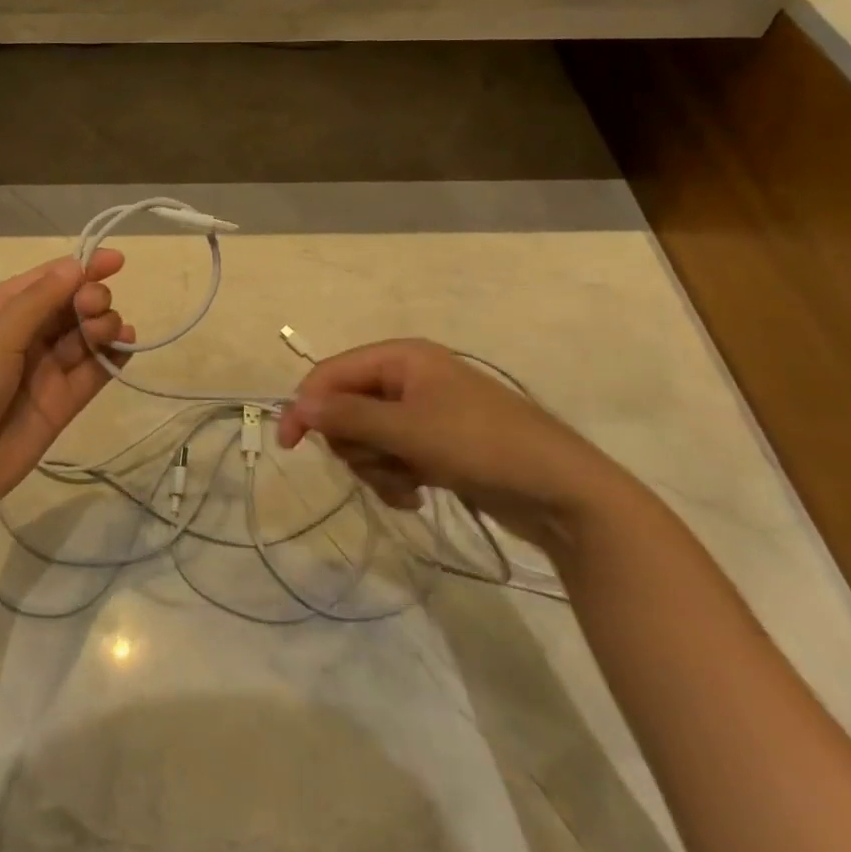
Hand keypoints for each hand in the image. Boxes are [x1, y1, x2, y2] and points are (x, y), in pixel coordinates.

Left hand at [0, 252, 133, 522]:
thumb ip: (38, 302)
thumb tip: (76, 265)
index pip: (48, 279)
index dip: (82, 267)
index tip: (117, 261)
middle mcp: (25, 335)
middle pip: (72, 304)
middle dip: (91, 298)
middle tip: (93, 309)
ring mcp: (47, 369)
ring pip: (87, 334)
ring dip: (104, 324)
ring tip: (106, 332)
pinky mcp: (65, 401)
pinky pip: (96, 369)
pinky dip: (115, 355)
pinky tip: (126, 345)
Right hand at [276, 338, 630, 553]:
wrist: (561, 491)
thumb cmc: (481, 445)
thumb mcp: (410, 429)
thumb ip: (349, 415)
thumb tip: (297, 404)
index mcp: (401, 357)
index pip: (332, 373)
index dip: (307, 406)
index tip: (289, 446)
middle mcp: (408, 378)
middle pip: (347, 408)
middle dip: (356, 444)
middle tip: (381, 463)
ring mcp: (423, 413)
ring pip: (367, 439)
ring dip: (377, 467)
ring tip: (407, 484)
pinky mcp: (435, 446)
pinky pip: (392, 457)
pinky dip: (396, 478)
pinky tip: (418, 494)